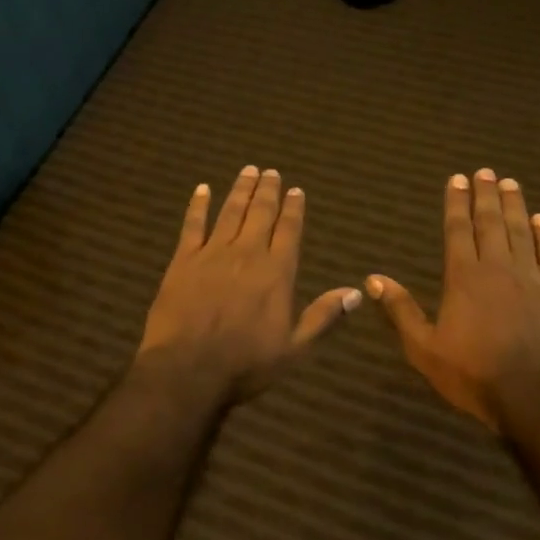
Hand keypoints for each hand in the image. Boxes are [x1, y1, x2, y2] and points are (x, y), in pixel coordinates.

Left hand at [138, 165, 362, 400]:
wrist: (188, 369)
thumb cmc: (246, 363)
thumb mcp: (295, 347)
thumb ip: (323, 316)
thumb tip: (356, 292)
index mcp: (277, 272)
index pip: (289, 230)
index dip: (294, 208)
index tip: (296, 190)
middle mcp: (247, 253)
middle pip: (260, 213)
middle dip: (268, 190)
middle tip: (271, 172)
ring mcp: (213, 254)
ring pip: (230, 212)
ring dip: (240, 190)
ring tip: (247, 171)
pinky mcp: (183, 261)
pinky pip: (192, 225)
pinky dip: (198, 205)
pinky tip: (202, 189)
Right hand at [367, 169, 539, 432]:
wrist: (536, 396)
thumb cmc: (474, 374)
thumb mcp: (424, 348)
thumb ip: (401, 311)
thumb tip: (373, 279)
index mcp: (463, 277)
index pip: (457, 230)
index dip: (456, 203)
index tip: (458, 179)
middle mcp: (497, 267)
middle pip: (490, 222)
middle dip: (485, 195)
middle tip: (485, 171)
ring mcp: (532, 277)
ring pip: (521, 231)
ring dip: (514, 205)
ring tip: (510, 183)